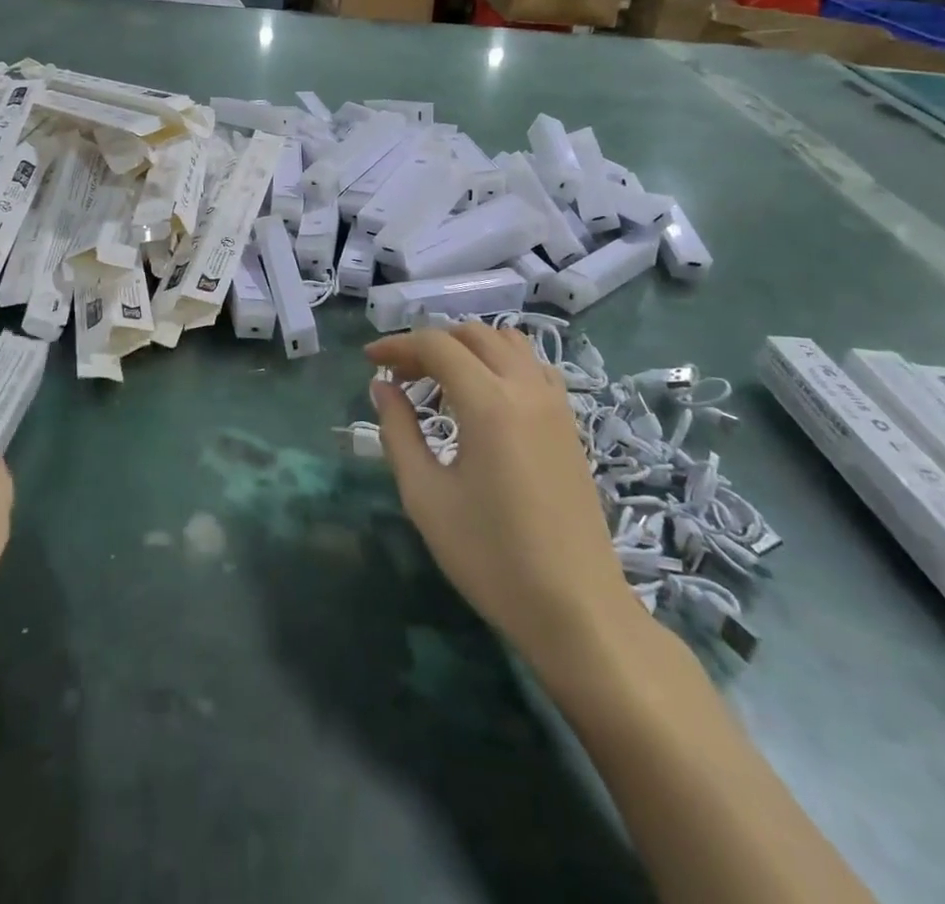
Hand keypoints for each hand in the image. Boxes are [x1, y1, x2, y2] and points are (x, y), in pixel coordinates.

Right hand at [367, 325, 638, 666]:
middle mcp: (526, 389)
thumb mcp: (426, 496)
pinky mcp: (570, 425)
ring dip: (468, 347)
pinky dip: (501, 363)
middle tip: (399, 374)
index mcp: (490, 403)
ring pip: (508, 343)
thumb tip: (382, 388)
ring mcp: (555, 405)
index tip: (368, 361)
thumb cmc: (491, 556)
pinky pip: (533, 368)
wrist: (576, 609)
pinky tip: (484, 397)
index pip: (437, 346)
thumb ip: (398, 432)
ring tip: (439, 380)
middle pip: (474, 335)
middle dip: (430, 343)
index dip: (397, 346)